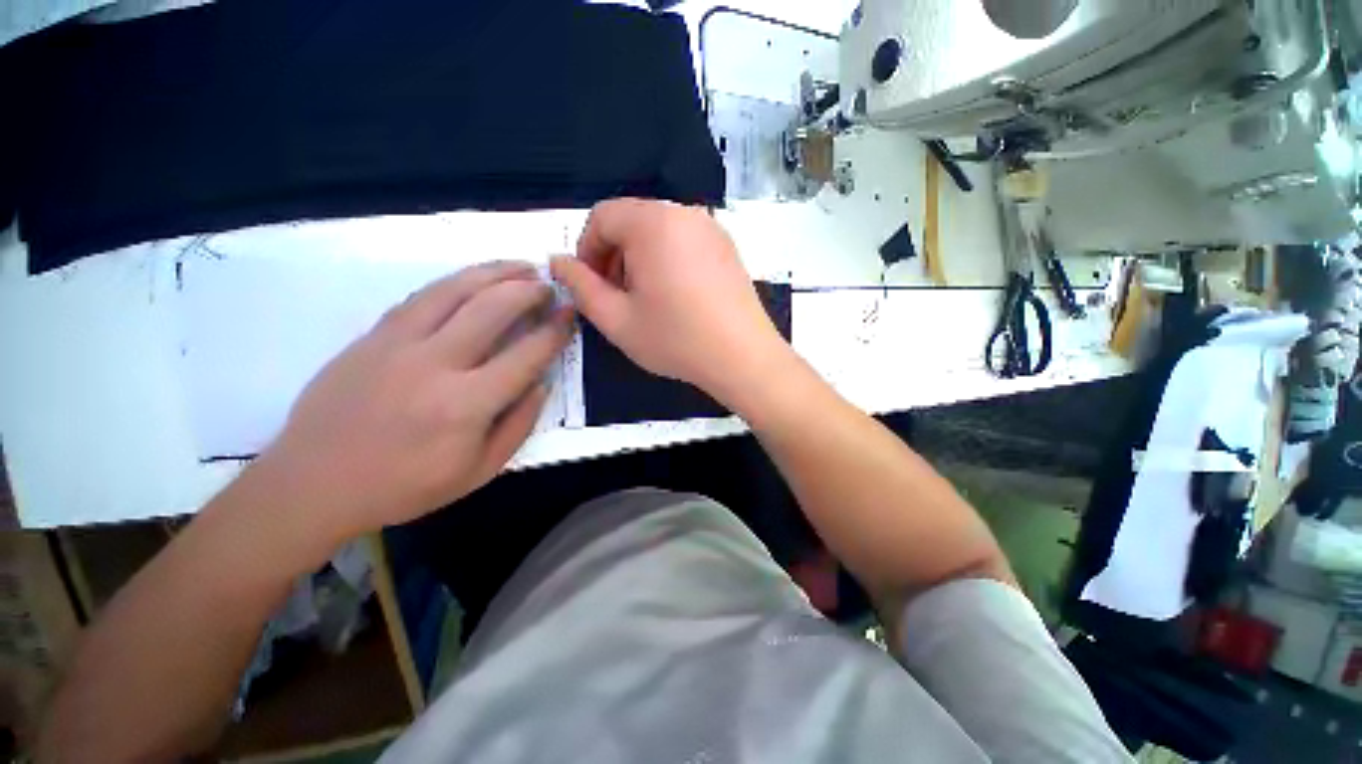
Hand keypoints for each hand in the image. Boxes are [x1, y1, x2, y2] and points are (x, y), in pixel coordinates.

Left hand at [255, 262, 572, 543]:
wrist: (313, 484)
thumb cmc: (405, 486)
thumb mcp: (480, 471)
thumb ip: (519, 424)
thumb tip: (542, 382)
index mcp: (466, 405)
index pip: (526, 355)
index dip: (555, 331)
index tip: (571, 314)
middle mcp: (434, 364)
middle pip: (492, 309)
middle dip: (530, 291)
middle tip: (550, 286)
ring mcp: (397, 343)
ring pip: (454, 290)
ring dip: (495, 273)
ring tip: (521, 266)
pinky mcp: (372, 335)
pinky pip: (421, 296)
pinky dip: (456, 281)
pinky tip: (474, 278)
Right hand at [551, 199, 791, 403]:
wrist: (743, 357)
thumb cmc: (676, 340)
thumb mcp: (617, 320)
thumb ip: (580, 287)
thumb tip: (557, 262)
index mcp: (653, 223)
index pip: (602, 217)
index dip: (587, 250)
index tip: (591, 286)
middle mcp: (684, 213)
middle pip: (631, 221)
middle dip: (614, 256)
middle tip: (617, 297)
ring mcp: (711, 228)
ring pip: (658, 232)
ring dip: (640, 260)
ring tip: (646, 301)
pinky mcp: (727, 247)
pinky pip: (684, 242)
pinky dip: (667, 261)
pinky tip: (675, 297)